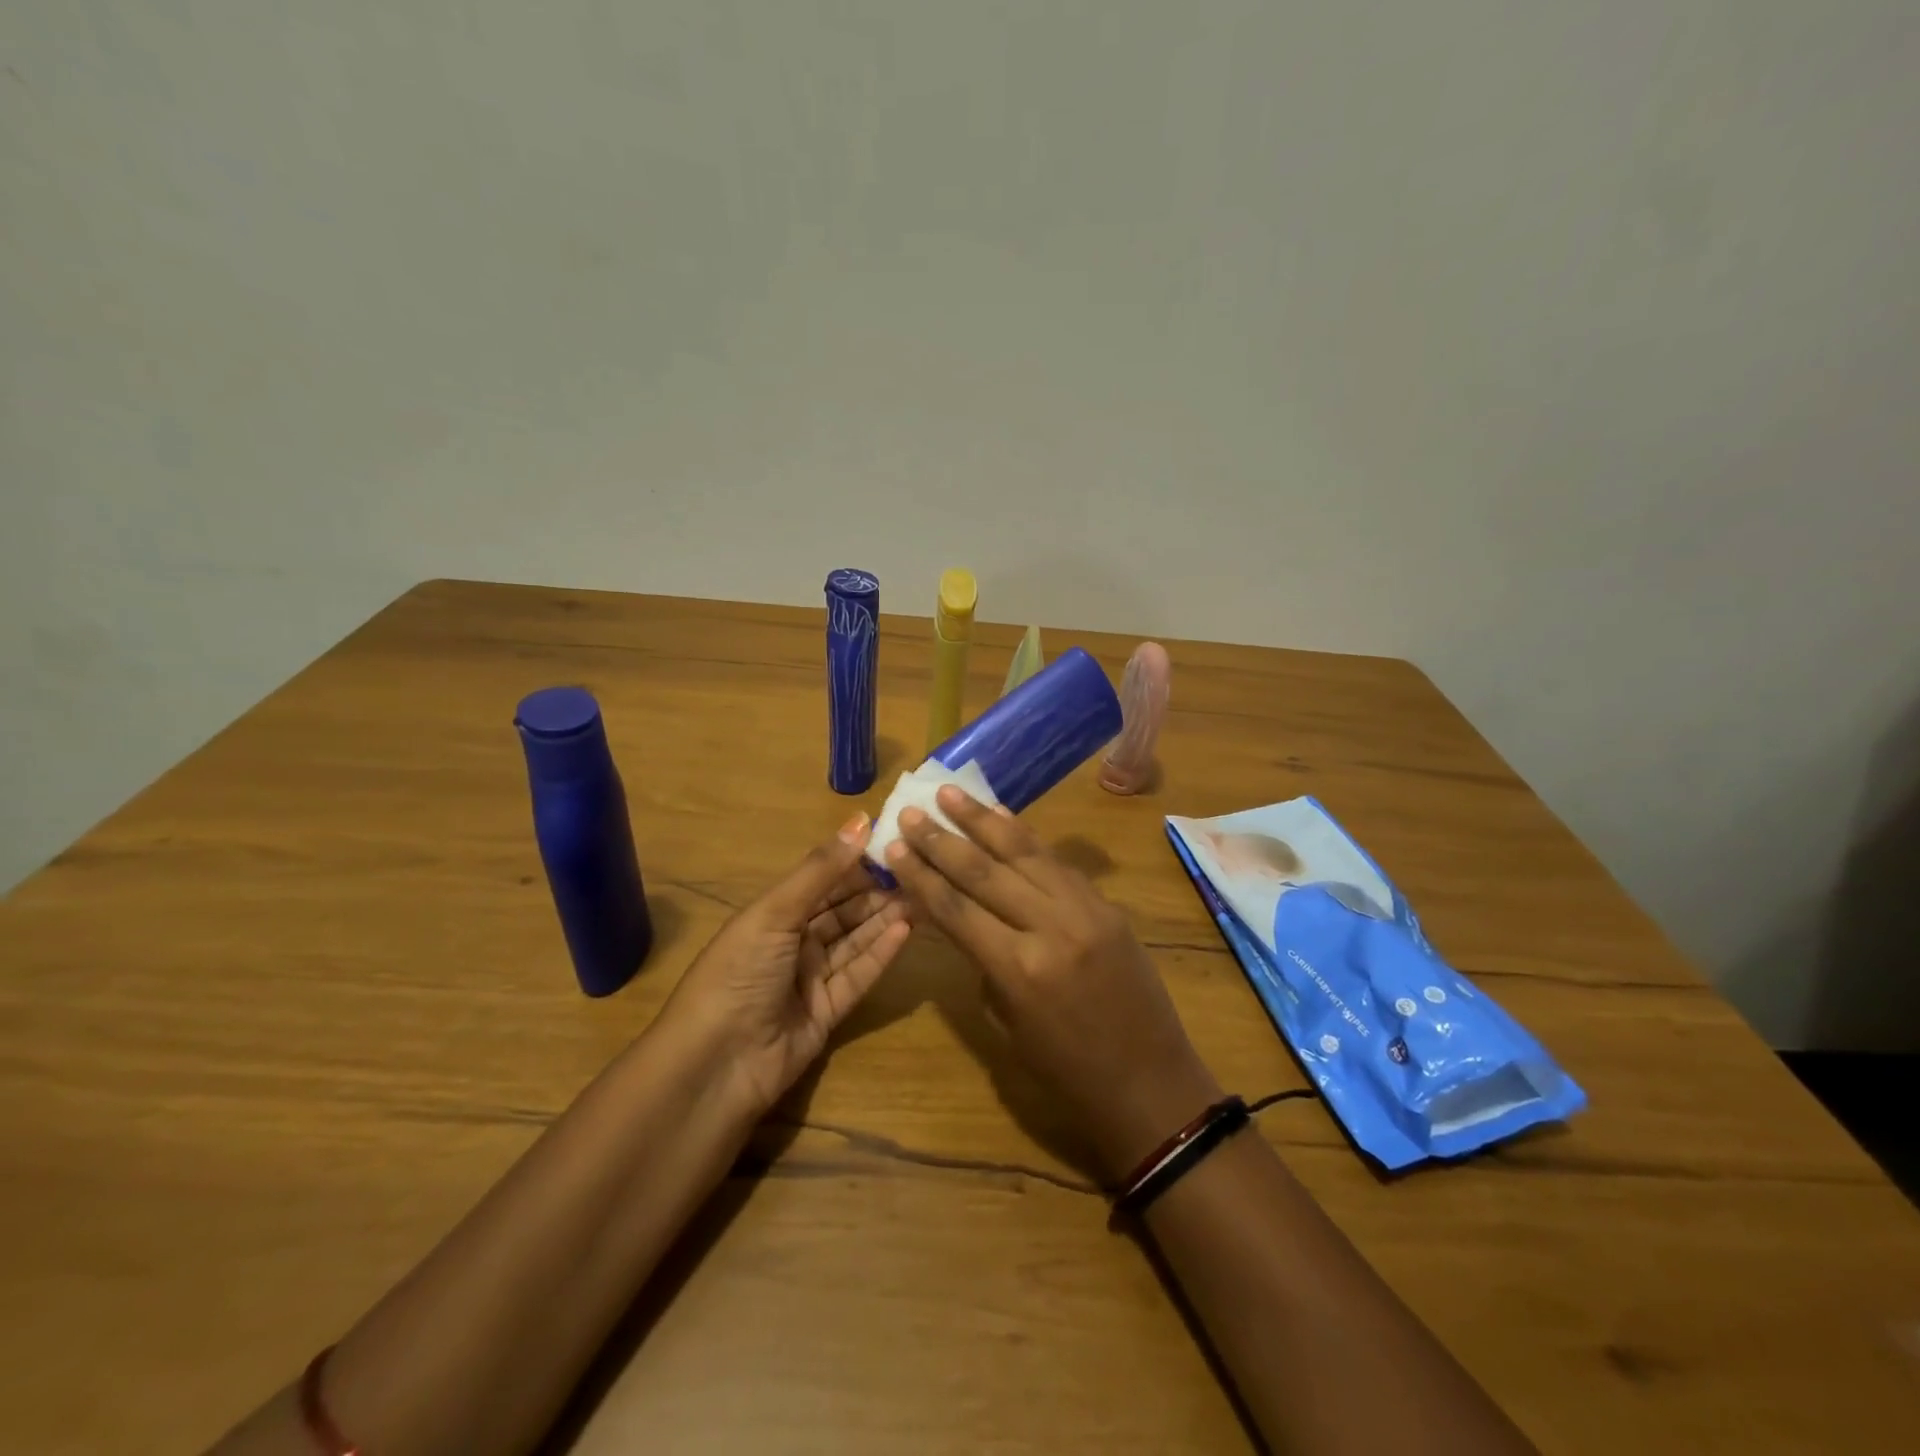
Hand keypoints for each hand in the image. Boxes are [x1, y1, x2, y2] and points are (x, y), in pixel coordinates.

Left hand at [665, 814, 910, 1116]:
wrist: (717, 1064)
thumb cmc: (738, 973)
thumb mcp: (775, 913)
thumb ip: (821, 870)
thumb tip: (862, 820)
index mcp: (772, 914)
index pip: (822, 880)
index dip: (856, 862)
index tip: (894, 841)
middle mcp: (793, 942)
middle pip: (843, 910)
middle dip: (877, 891)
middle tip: (919, 870)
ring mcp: (811, 978)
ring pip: (855, 940)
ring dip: (884, 918)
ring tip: (923, 896)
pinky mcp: (829, 1011)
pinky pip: (859, 975)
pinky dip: (881, 953)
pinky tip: (905, 930)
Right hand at [885, 788, 1221, 1183]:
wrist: (1151, 1083)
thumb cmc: (1067, 1073)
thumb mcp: (1008, 1024)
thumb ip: (982, 963)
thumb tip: (962, 915)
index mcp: (1018, 969)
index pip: (955, 908)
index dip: (920, 875)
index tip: (892, 844)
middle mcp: (1051, 927)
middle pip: (984, 871)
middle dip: (942, 839)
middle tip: (910, 811)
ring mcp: (1086, 909)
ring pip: (1024, 852)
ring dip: (982, 820)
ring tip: (950, 793)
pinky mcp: (1107, 904)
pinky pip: (1057, 862)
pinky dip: (1026, 838)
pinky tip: (1002, 819)